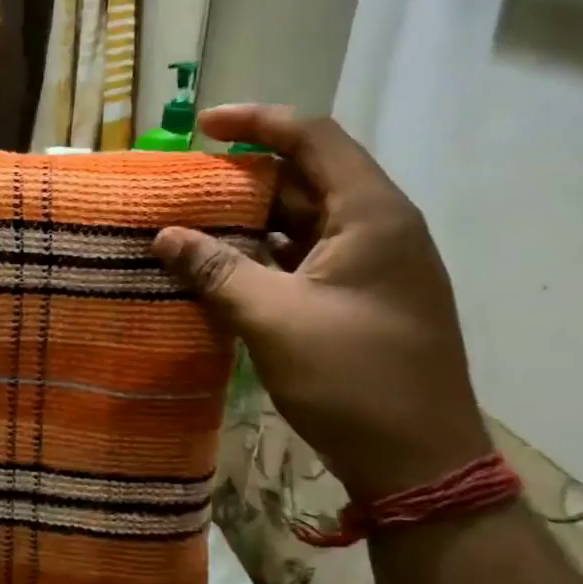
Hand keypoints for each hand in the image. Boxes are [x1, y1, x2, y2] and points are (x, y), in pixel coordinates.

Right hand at [152, 105, 491, 501]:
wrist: (418, 461)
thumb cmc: (352, 378)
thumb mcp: (274, 318)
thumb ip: (217, 270)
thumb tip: (164, 236)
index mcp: (372, 215)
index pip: (314, 139)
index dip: (258, 122)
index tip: (203, 127)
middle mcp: (378, 229)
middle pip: (306, 180)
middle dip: (243, 180)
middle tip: (184, 188)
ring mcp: (372, 268)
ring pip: (304, 224)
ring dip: (250, 224)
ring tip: (191, 229)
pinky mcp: (361, 301)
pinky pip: (305, 261)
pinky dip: (264, 260)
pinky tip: (222, 272)